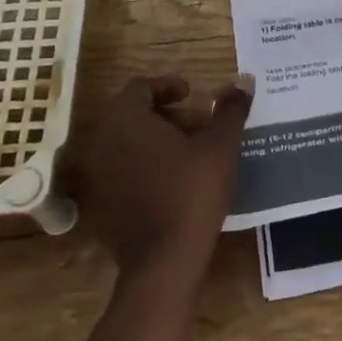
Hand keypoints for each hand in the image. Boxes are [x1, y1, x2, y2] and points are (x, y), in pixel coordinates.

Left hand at [61, 74, 253, 283]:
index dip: (167, 85)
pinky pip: (121, 170)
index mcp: (127, 120)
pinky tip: (171, 180)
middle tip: (195, 123)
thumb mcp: (221, 146)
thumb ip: (230, 109)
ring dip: (153, 139)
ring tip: (188, 152)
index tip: (192, 95)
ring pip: (125, 142)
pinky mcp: (100, 203)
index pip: (140, 87)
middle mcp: (103, 141)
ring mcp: (98, 175)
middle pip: (130, 114)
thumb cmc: (193, 191)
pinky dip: (143, 165)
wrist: (164, 259)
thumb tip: (243, 80)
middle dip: (163, 113)